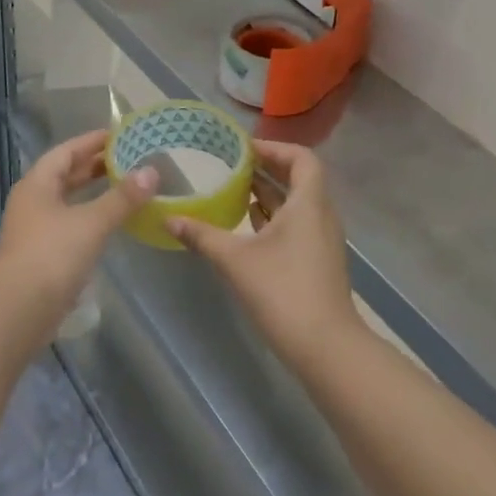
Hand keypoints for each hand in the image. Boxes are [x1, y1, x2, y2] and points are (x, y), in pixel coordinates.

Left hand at [0, 129, 155, 320]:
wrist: (18, 310)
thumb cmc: (52, 255)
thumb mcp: (92, 222)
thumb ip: (122, 198)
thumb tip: (151, 172)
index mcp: (37, 184)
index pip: (66, 151)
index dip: (92, 141)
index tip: (119, 135)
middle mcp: (32, 202)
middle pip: (65, 175)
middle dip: (95, 166)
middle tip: (129, 158)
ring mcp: (35, 230)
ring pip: (68, 201)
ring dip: (93, 193)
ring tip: (125, 187)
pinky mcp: (42, 255)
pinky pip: (70, 225)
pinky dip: (90, 218)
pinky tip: (110, 224)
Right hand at [168, 141, 359, 369]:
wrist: (326, 348)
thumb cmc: (283, 292)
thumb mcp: (235, 260)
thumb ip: (202, 236)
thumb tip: (169, 219)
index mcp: (308, 204)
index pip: (301, 158)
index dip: (274, 148)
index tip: (243, 149)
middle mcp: (320, 216)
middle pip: (298, 178)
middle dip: (266, 168)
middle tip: (231, 164)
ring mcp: (321, 241)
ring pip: (296, 204)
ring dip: (268, 193)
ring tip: (233, 188)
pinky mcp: (317, 262)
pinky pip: (296, 225)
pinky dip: (273, 217)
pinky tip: (245, 225)